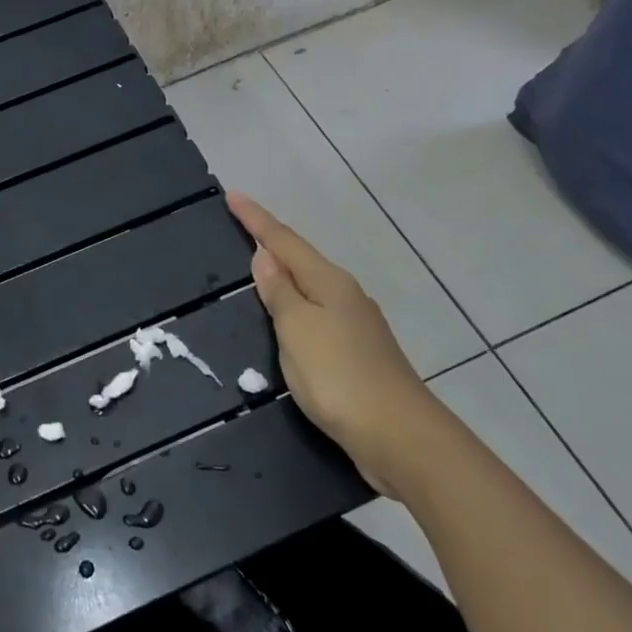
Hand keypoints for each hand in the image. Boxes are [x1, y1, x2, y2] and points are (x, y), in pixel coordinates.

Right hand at [226, 192, 436, 496]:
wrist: (400, 436)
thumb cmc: (339, 377)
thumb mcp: (298, 330)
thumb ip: (279, 292)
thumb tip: (265, 256)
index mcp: (328, 283)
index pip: (284, 240)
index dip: (256, 219)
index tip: (231, 195)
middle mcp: (345, 295)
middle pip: (301, 259)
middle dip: (271, 242)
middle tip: (240, 226)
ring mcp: (356, 325)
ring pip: (311, 288)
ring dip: (284, 275)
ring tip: (257, 270)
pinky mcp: (358, 354)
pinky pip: (317, 315)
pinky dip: (296, 307)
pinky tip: (288, 319)